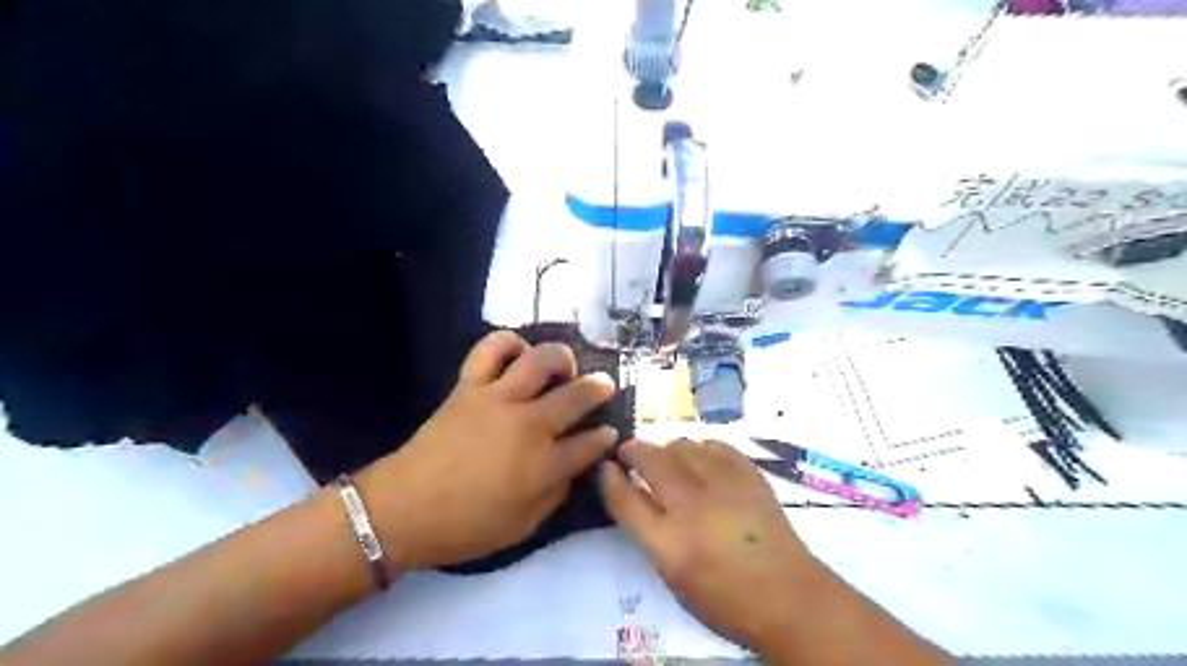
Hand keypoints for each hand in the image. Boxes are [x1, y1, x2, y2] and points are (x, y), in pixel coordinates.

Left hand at [356, 332, 615, 572]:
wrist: (403, 510)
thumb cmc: (466, 526)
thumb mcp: (523, 526)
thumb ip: (556, 495)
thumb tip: (572, 468)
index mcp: (543, 465)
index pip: (590, 443)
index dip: (604, 437)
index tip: (610, 432)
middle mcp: (528, 425)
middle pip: (576, 395)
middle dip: (598, 388)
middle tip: (604, 386)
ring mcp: (498, 400)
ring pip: (540, 360)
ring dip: (560, 357)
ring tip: (564, 365)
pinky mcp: (469, 387)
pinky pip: (490, 349)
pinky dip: (508, 342)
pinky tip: (518, 351)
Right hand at [599, 441, 822, 653]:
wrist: (788, 596)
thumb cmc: (725, 598)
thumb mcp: (674, 576)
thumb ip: (648, 531)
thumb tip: (633, 490)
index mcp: (669, 544)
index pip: (625, 499)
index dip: (609, 478)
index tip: (605, 466)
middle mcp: (692, 508)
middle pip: (651, 461)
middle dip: (633, 451)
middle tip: (629, 452)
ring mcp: (724, 487)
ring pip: (682, 446)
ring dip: (667, 450)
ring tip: (668, 461)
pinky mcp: (749, 476)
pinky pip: (715, 445)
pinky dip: (701, 449)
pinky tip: (702, 461)